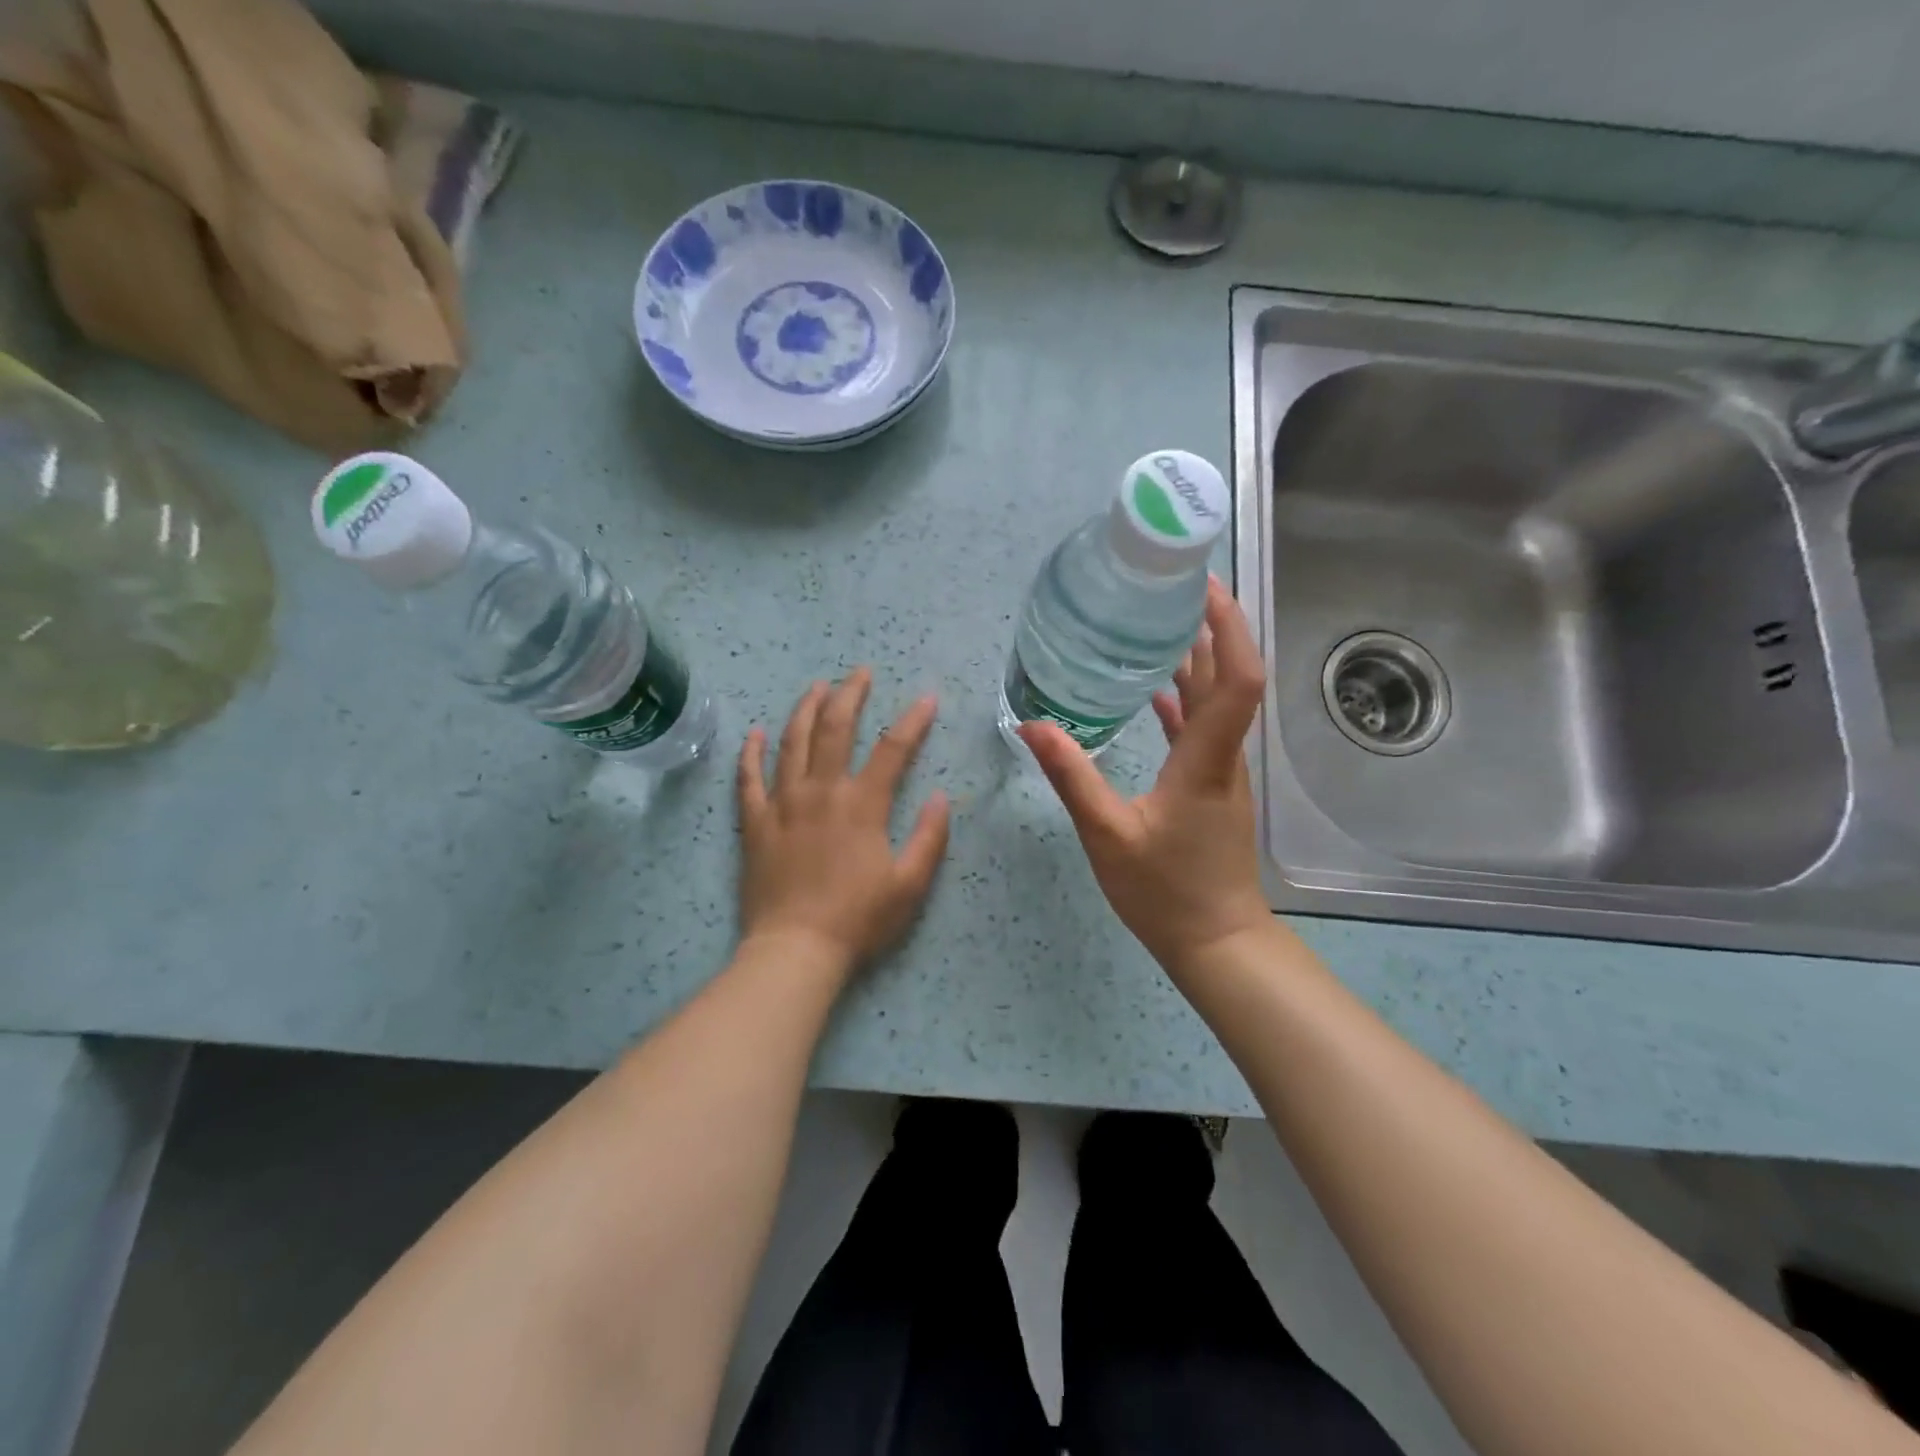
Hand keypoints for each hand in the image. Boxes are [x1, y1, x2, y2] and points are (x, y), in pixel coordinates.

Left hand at [738, 670, 950, 974]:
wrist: (796, 949)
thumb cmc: (859, 919)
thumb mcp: (910, 884)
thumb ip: (930, 837)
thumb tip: (941, 796)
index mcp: (862, 805)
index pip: (893, 749)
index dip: (913, 720)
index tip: (927, 698)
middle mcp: (821, 791)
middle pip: (835, 728)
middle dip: (850, 694)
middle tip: (860, 673)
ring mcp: (783, 803)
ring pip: (792, 742)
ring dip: (805, 709)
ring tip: (817, 687)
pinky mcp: (755, 823)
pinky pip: (748, 778)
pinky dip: (750, 752)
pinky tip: (754, 732)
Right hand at [1020, 578, 1270, 973]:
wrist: (1216, 940)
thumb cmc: (1165, 891)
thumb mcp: (1107, 834)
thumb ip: (1072, 777)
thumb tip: (1031, 726)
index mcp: (1206, 759)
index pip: (1237, 678)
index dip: (1228, 626)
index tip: (1203, 587)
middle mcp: (1223, 755)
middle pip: (1230, 676)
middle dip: (1211, 625)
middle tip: (1171, 588)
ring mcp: (1221, 770)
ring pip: (1216, 700)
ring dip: (1198, 658)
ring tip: (1159, 623)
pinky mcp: (1210, 785)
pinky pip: (1201, 727)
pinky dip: (1183, 699)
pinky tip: (1152, 690)